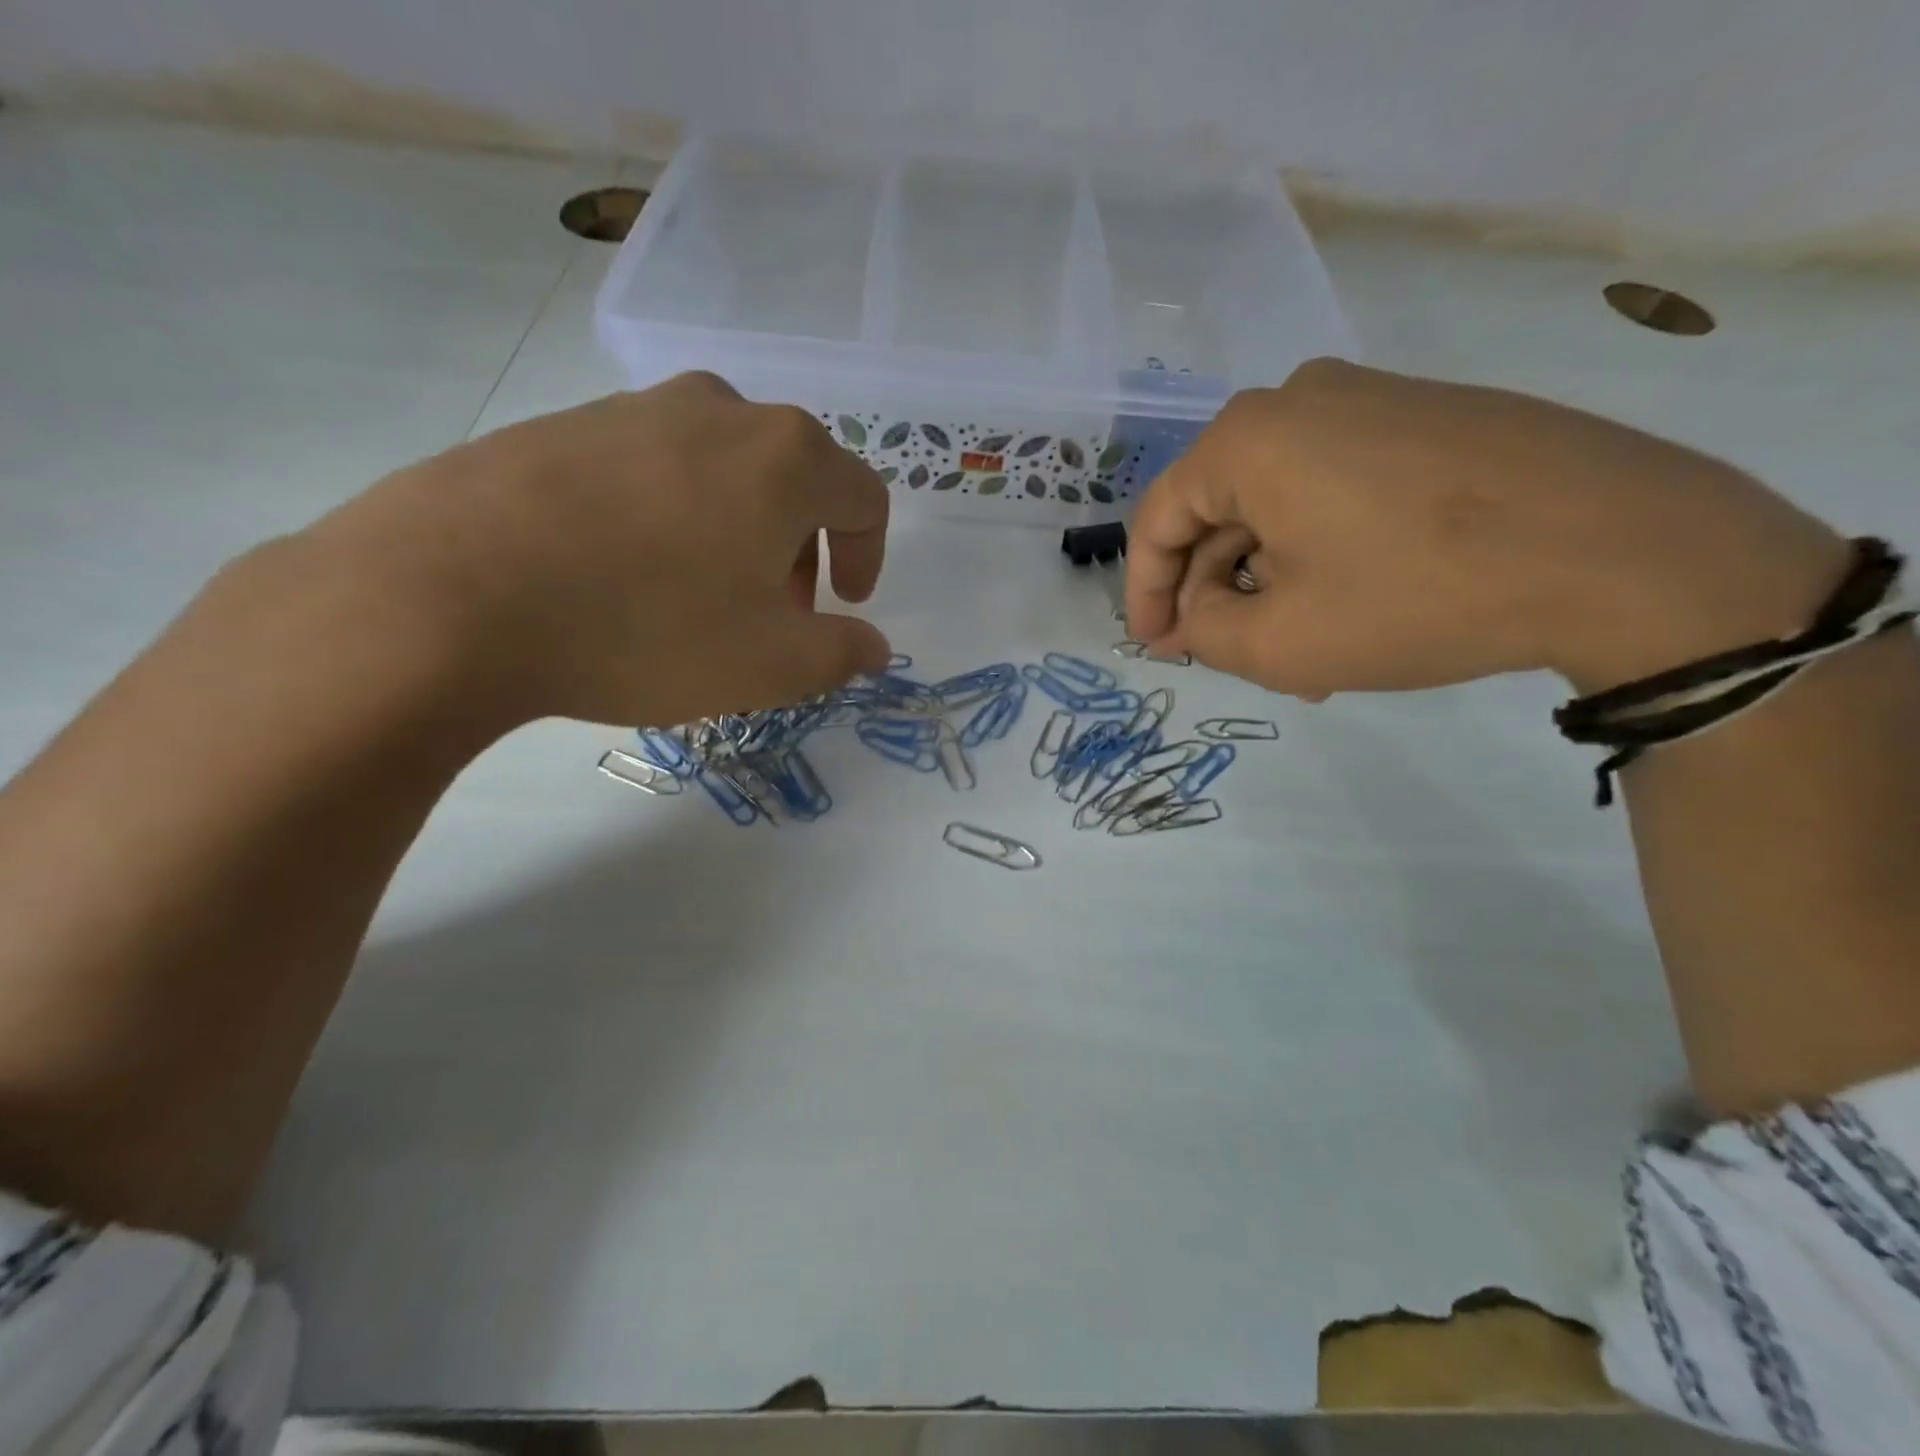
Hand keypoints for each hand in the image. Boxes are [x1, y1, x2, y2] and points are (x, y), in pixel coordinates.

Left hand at [302, 372, 891, 728]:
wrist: (450, 592)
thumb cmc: (648, 629)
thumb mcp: (772, 665)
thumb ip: (843, 653)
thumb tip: (873, 646)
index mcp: (786, 459)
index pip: (865, 498)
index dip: (867, 555)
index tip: (843, 604)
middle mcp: (721, 411)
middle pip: (796, 478)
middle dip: (802, 549)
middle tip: (776, 612)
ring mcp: (636, 407)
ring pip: (724, 470)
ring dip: (738, 530)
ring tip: (702, 596)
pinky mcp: (566, 423)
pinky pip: (653, 468)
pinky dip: (672, 516)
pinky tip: (629, 572)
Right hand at [1126, 359, 1847, 697]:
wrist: (1624, 549)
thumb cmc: (1417, 595)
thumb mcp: (1280, 642)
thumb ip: (1204, 631)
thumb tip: (1197, 611)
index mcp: (1248, 438)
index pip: (1159, 519)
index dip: (1144, 592)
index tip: (1156, 647)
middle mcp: (1299, 400)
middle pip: (1219, 509)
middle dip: (1214, 590)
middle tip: (1226, 654)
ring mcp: (1372, 400)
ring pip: (1279, 505)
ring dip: (1269, 578)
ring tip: (1294, 648)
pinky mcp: (1428, 418)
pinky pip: (1336, 490)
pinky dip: (1320, 551)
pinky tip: (1345, 606)